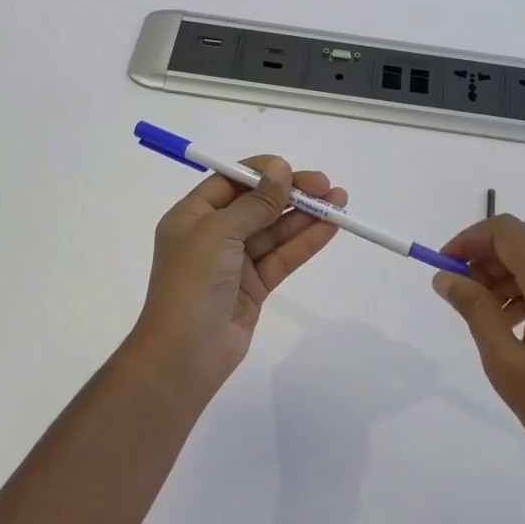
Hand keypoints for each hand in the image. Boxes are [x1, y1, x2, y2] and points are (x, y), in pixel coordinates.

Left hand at [129, 157, 346, 391]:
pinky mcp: (254, 287)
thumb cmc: (192, 281)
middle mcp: (213, 234)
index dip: (262, 173)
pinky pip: (282, 257)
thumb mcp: (219, 232)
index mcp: (192, 215)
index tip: (292, 169)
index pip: (230, 182)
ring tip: (339, 203)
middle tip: (326, 186)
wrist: (185, 354)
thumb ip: (255, 202)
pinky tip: (329, 228)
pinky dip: (305, 242)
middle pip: (257, 205)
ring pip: (274, 231)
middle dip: (291, 194)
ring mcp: (234, 262)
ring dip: (305, 216)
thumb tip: (280, 169)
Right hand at [432, 214, 524, 506]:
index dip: (470, 240)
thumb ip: (476, 311)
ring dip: (508, 274)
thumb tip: (446, 277)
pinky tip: (517, 328)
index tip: (444, 267)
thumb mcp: (507, 366)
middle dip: (487, 257)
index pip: (508, 232)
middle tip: (459, 292)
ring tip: (485, 315)